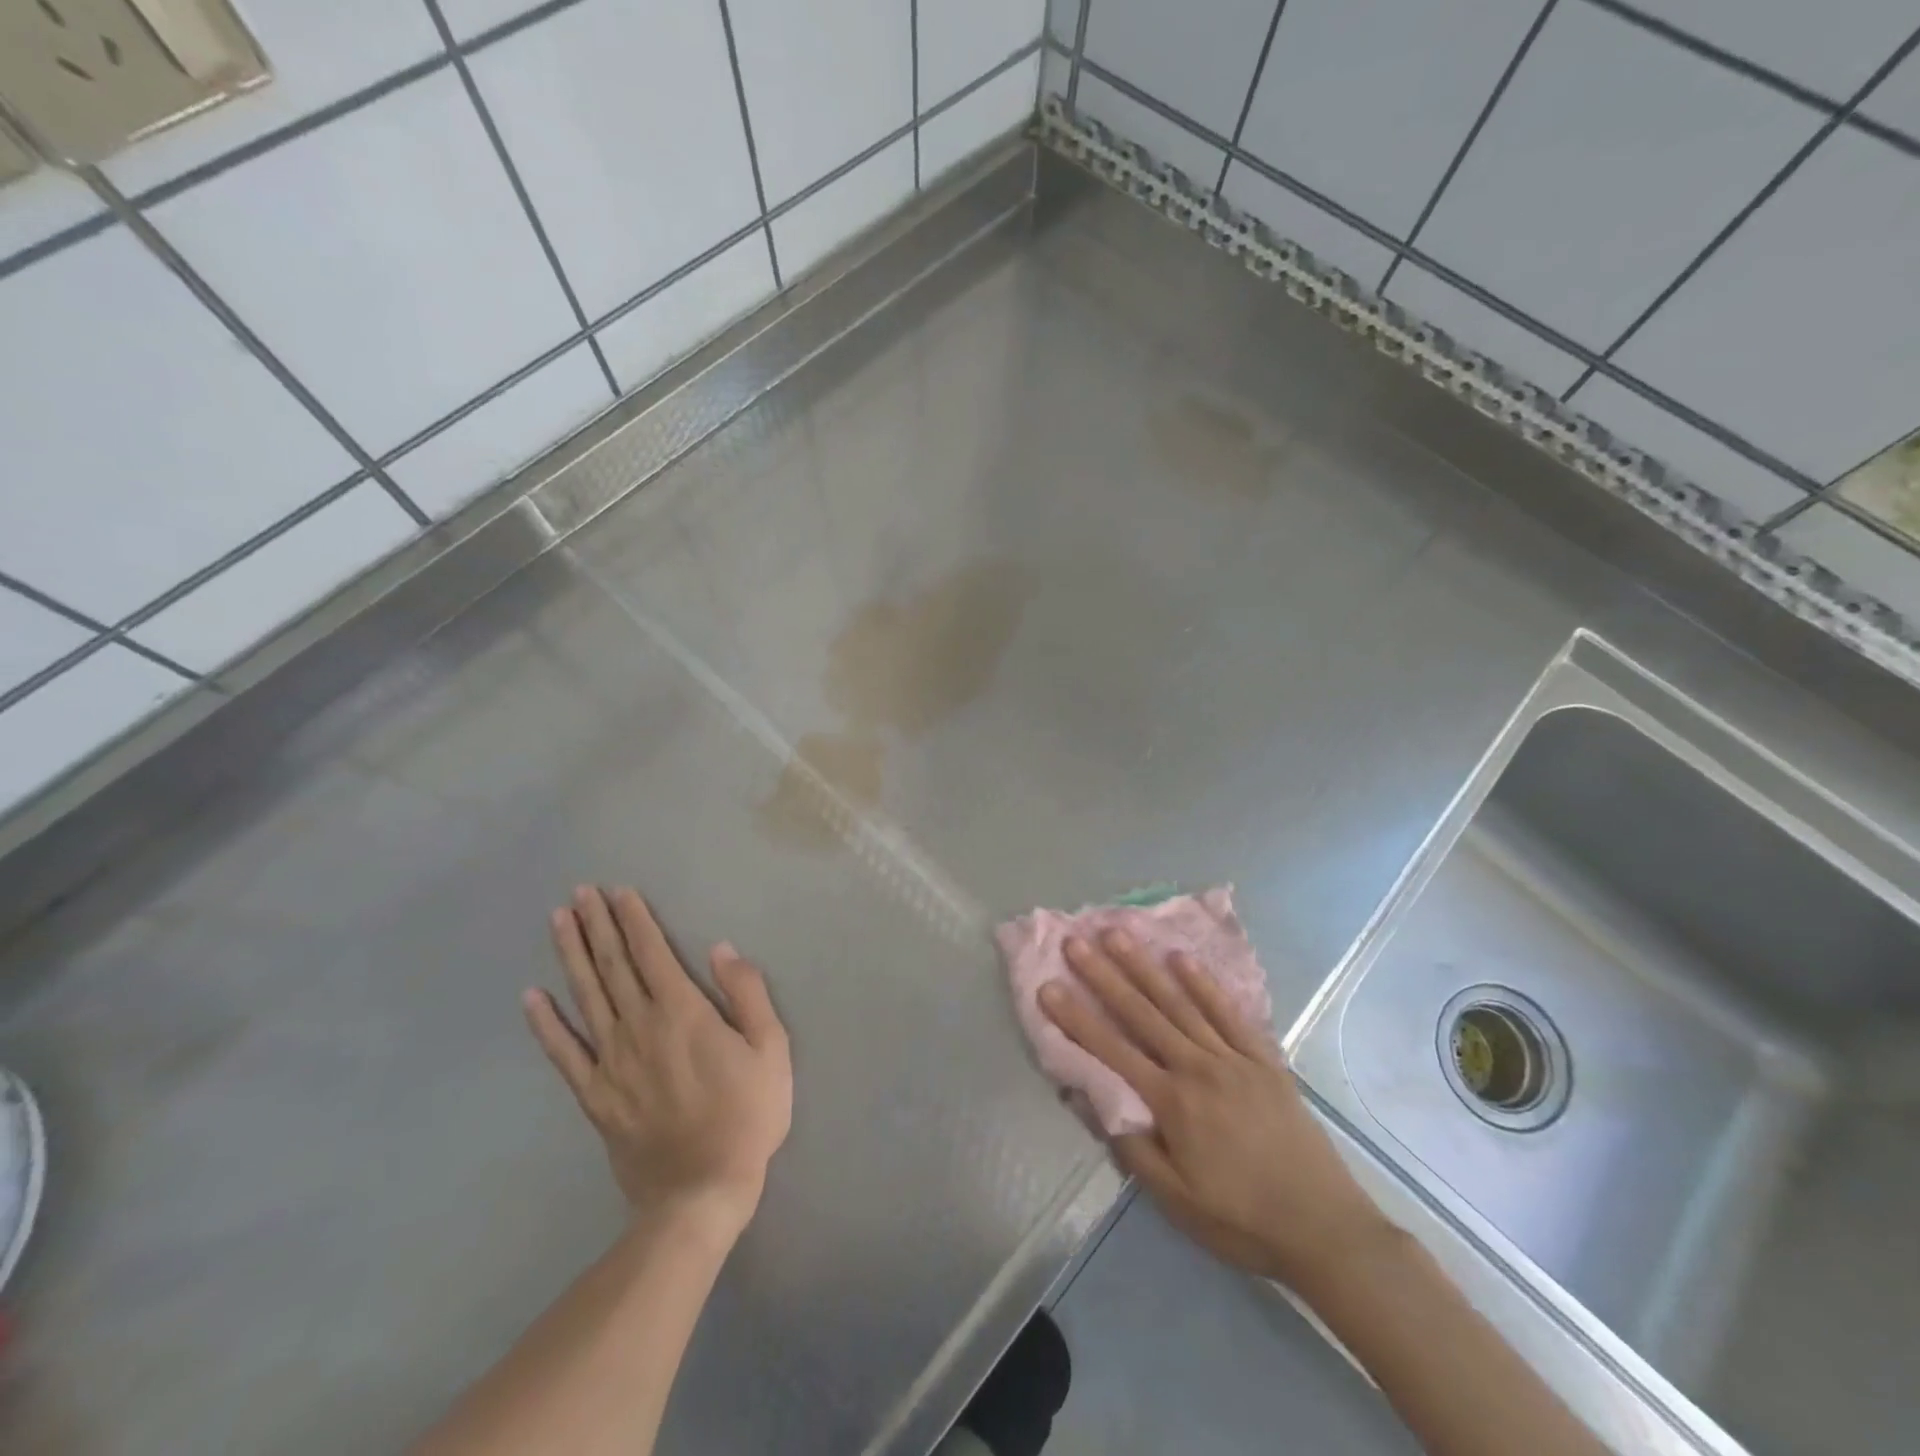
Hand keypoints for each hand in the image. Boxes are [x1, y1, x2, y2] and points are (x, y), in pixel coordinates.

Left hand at [525, 886, 792, 1238]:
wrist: (701, 1192)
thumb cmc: (747, 1115)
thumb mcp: (771, 1049)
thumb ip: (747, 994)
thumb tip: (722, 949)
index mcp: (683, 1012)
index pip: (652, 952)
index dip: (634, 919)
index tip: (618, 891)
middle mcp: (640, 1026)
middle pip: (613, 966)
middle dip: (597, 925)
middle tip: (579, 891)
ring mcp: (611, 1061)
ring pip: (586, 996)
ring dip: (570, 955)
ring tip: (558, 921)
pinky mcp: (595, 1095)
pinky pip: (563, 1052)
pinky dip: (546, 1023)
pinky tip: (531, 997)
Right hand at [1040, 930, 1391, 1289]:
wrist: (1324, 1228)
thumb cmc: (1241, 1220)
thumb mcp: (1176, 1200)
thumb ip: (1132, 1146)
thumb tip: (1092, 1098)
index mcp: (1171, 1102)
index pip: (1111, 1050)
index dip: (1075, 1018)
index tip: (1048, 986)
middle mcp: (1197, 1067)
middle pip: (1141, 1013)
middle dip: (1104, 976)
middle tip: (1076, 942)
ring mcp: (1232, 1058)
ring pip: (1180, 1003)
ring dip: (1145, 966)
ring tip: (1118, 934)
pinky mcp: (1263, 1059)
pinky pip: (1228, 1012)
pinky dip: (1203, 983)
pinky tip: (1182, 959)